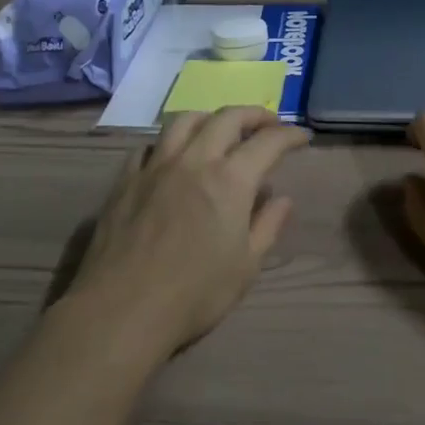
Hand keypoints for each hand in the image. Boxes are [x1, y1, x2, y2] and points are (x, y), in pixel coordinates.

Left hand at [67, 107, 309, 355]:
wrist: (122, 310)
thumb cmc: (194, 294)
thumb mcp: (246, 267)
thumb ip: (267, 226)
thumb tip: (283, 198)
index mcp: (230, 180)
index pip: (268, 142)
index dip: (289, 135)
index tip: (303, 137)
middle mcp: (194, 160)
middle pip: (227, 118)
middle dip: (254, 115)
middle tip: (268, 124)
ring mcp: (156, 166)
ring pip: (184, 121)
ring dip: (210, 118)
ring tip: (220, 129)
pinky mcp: (126, 179)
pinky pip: (149, 145)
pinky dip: (168, 143)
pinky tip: (172, 156)